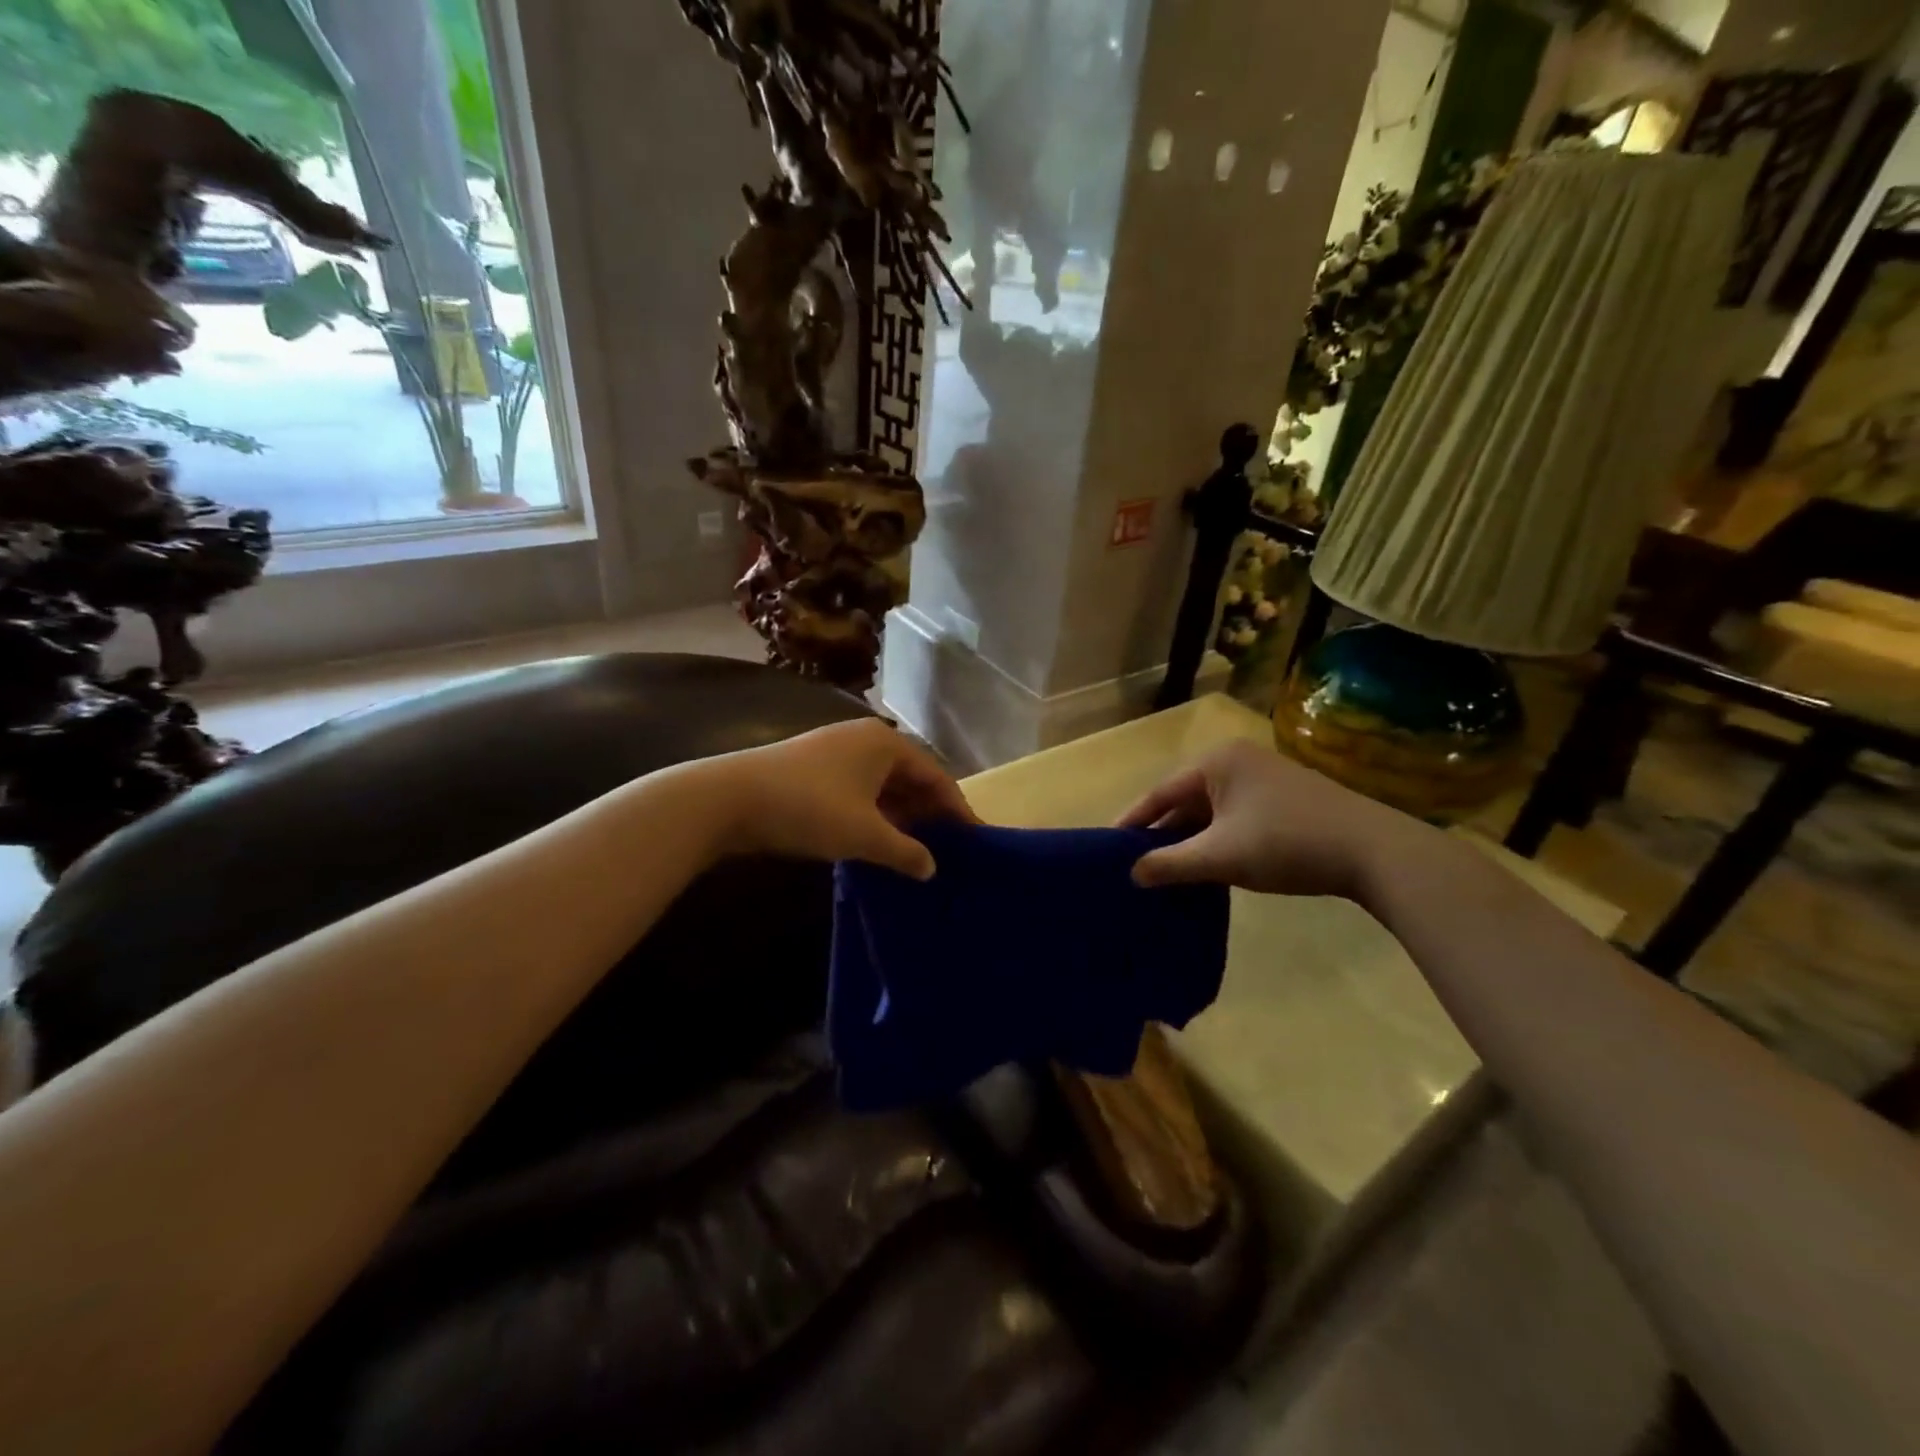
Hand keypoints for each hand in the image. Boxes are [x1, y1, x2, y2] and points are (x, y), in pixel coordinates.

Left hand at [705, 719, 976, 879]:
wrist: (729, 799)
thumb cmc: (809, 808)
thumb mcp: (864, 834)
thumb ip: (905, 851)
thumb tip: (932, 868)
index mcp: (885, 744)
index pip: (935, 774)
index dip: (956, 808)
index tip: (974, 838)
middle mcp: (864, 740)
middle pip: (910, 777)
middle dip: (929, 813)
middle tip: (949, 849)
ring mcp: (836, 754)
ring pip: (883, 787)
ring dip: (901, 817)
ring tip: (918, 851)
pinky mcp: (813, 771)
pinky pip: (859, 792)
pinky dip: (874, 815)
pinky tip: (879, 842)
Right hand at [1118, 739, 1433, 900]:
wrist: (1374, 852)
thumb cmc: (1287, 844)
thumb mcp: (1221, 856)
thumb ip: (1171, 863)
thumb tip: (1132, 874)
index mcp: (1217, 762)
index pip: (1161, 792)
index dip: (1134, 821)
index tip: (1109, 845)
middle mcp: (1238, 760)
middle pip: (1185, 798)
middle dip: (1163, 832)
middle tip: (1135, 862)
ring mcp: (1265, 778)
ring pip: (1212, 810)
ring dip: (1191, 838)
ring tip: (1166, 868)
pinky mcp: (1285, 798)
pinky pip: (1234, 816)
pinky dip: (1217, 839)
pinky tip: (1209, 864)